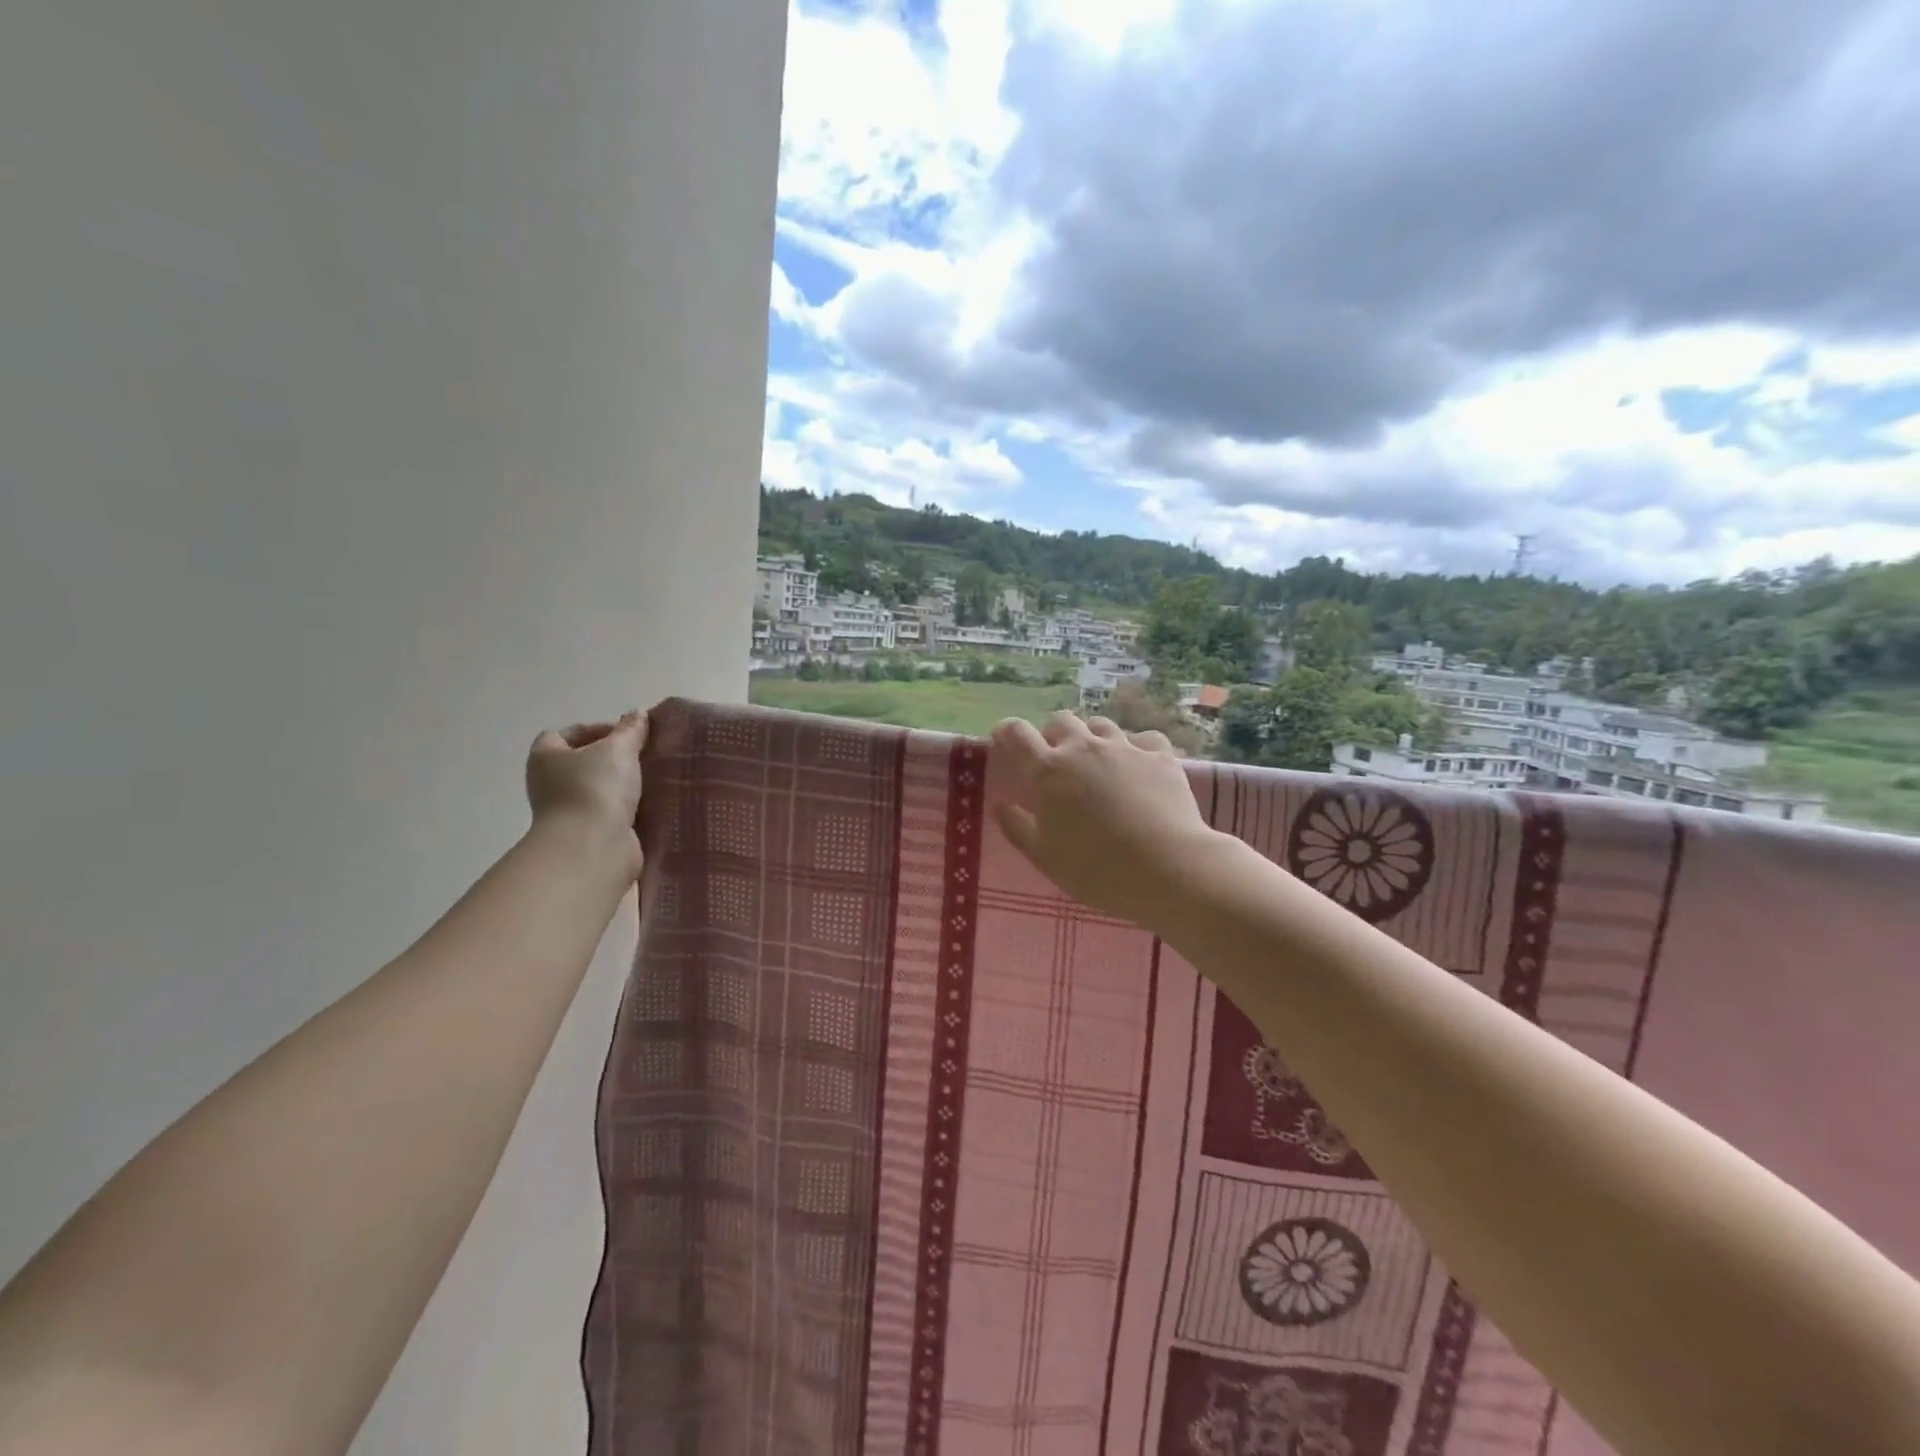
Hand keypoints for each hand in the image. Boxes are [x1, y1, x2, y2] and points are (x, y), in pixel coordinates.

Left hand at [525, 711, 647, 875]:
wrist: (592, 848)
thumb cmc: (596, 789)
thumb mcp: (618, 748)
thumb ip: (630, 730)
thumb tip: (637, 714)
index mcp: (546, 757)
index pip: (565, 734)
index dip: (595, 729)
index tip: (626, 735)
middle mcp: (550, 783)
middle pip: (584, 762)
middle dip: (614, 758)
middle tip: (644, 755)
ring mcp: (569, 811)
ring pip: (600, 789)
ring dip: (624, 784)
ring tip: (654, 777)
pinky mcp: (589, 833)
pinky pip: (612, 813)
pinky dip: (629, 808)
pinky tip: (652, 802)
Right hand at [989, 711, 1222, 926]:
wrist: (1167, 868)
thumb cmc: (1095, 868)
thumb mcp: (1044, 856)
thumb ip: (1017, 827)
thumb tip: (1001, 804)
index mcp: (1048, 770)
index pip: (1016, 733)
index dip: (1006, 732)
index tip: (1003, 739)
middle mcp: (1083, 748)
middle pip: (1060, 721)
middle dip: (1052, 734)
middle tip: (1055, 759)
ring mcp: (1124, 747)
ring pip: (1100, 725)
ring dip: (1091, 737)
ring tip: (1097, 762)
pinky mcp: (1159, 755)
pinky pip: (1143, 739)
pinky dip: (1135, 747)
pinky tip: (1139, 765)